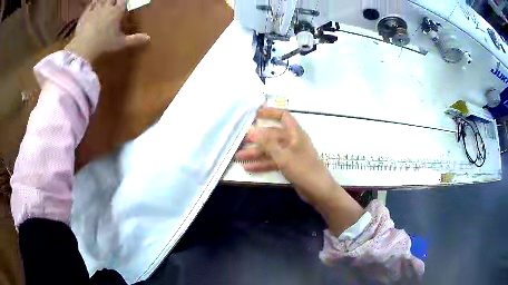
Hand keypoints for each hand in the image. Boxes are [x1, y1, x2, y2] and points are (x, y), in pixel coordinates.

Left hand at [64, 0, 149, 61]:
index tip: (125, 2)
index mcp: (117, 11)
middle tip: (115, 1)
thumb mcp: (120, 44)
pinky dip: (93, 3)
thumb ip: (134, 40)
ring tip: (106, 1)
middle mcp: (107, 7)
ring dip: (104, 0)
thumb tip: (149, 38)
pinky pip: (90, 5)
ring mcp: (95, 10)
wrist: (82, 49)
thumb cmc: (103, 45)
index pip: (124, 0)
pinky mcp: (84, 15)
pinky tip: (94, 3)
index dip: (125, 0)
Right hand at [235, 107, 335, 205]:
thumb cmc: (303, 169)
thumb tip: (251, 130)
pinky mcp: (289, 165)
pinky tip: (249, 167)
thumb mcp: (283, 155)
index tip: (255, 114)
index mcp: (295, 133)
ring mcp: (290, 154)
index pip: (283, 116)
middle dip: (256, 139)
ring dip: (256, 153)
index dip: (270, 112)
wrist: (318, 190)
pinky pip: (273, 161)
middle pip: (272, 136)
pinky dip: (262, 163)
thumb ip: (267, 143)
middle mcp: (292, 141)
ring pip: (271, 150)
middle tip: (239, 142)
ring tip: (239, 157)